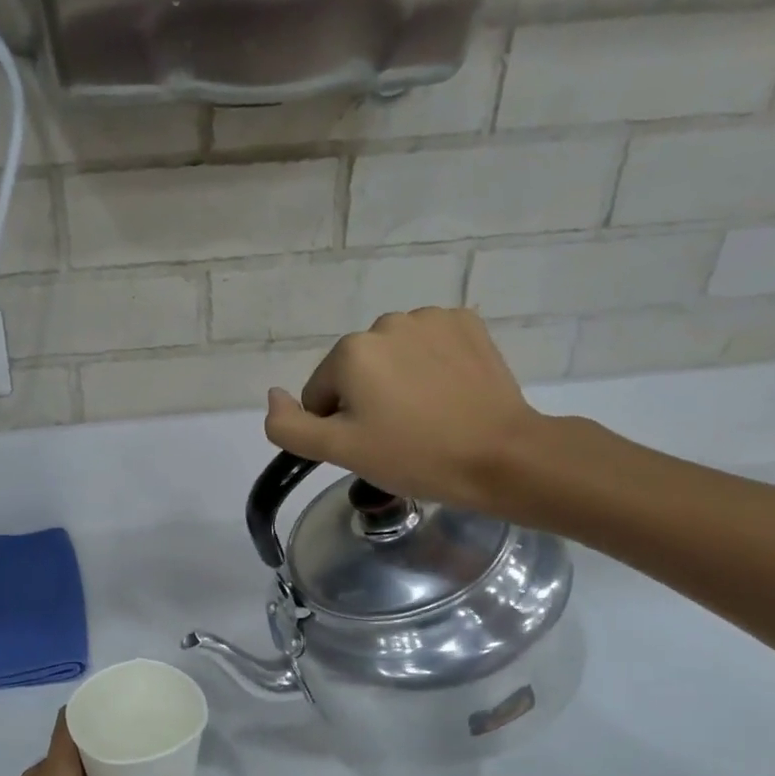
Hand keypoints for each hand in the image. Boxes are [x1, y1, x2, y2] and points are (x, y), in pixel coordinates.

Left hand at [0, 713, 197, 775]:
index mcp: (53, 769)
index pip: (70, 718)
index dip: (95, 703)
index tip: (125, 701)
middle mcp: (39, 775)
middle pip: (73, 742)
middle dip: (105, 736)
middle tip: (142, 734)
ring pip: (67, 768)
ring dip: (95, 764)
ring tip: (132, 764)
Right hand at [265, 308, 545, 513]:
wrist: (502, 455)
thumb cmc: (415, 456)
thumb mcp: (340, 452)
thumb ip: (290, 426)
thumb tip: (273, 396)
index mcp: (351, 352)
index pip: (321, 395)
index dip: (339, 426)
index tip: (371, 447)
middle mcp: (386, 323)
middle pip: (356, 371)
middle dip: (368, 401)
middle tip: (399, 436)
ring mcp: (431, 319)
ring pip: (392, 357)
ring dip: (398, 382)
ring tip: (427, 416)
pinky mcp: (467, 323)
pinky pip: (428, 345)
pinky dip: (431, 366)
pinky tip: (449, 394)